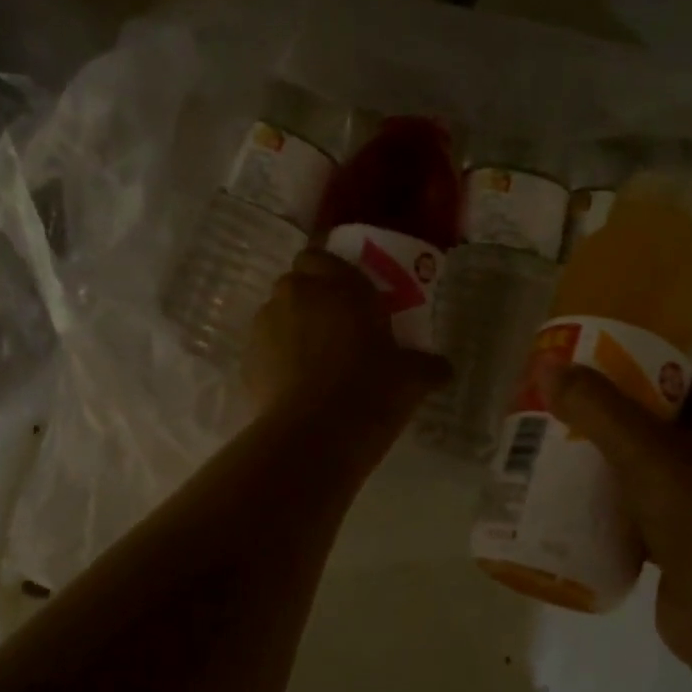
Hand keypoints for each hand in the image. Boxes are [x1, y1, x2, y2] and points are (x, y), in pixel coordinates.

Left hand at [245, 249, 450, 440]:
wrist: (314, 436)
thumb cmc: (371, 391)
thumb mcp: (412, 379)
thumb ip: (428, 366)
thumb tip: (444, 369)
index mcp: (339, 284)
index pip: (321, 255)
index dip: (330, 272)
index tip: (346, 295)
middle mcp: (297, 293)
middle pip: (297, 283)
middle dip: (311, 298)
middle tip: (335, 328)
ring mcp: (265, 325)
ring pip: (277, 314)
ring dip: (292, 328)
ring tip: (314, 362)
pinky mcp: (247, 359)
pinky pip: (264, 349)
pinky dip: (276, 360)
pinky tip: (296, 387)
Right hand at [546, 366, 691, 665]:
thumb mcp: (646, 452)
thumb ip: (595, 407)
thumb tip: (548, 366)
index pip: (669, 375)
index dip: (622, 367)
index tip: (572, 372)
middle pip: (649, 422)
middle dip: (599, 419)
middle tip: (548, 415)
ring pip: (640, 469)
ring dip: (598, 465)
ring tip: (545, 456)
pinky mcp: (684, 543)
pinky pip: (636, 511)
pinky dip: (605, 508)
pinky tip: (564, 506)